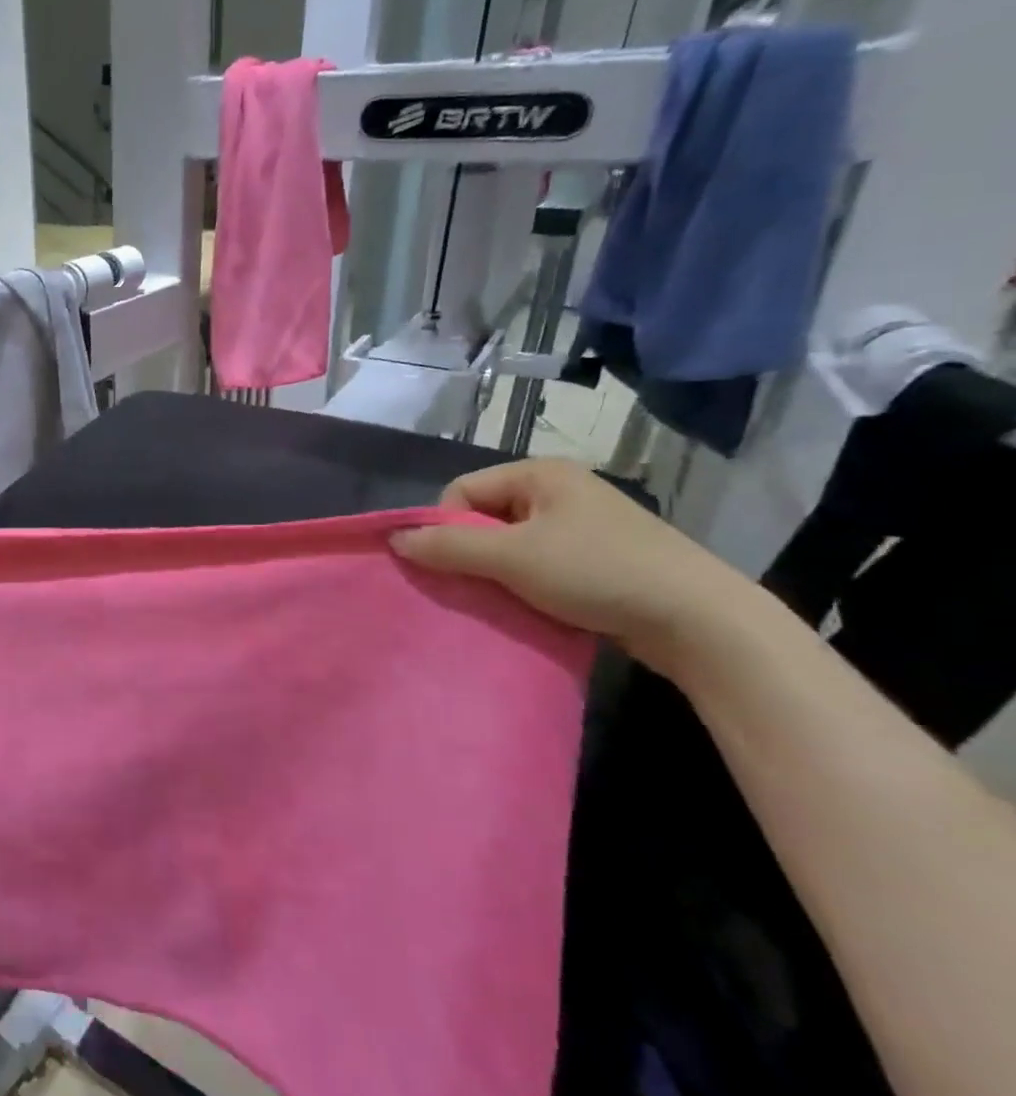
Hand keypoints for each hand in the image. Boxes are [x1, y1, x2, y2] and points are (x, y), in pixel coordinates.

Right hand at [390, 459, 749, 665]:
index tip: (456, 565)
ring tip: (505, 600)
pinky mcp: (599, 559)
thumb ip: (448, 547)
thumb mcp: (512, 558)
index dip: (447, 528)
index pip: (461, 491)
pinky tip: (533, 607)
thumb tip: (395, 538)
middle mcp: (560, 491)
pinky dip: (526, 585)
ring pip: (510, 545)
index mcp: (540, 474)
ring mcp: (582, 526)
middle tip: (478, 586)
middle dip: (471, 553)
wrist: (700, 621)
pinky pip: (539, 565)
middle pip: (484, 517)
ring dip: (497, 573)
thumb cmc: (597, 572)